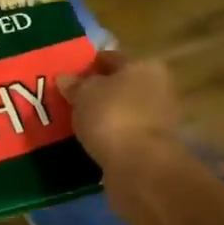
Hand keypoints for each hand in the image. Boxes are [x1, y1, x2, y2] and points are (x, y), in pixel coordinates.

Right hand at [57, 51, 181, 177]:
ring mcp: (158, 120)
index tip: (68, 75)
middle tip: (70, 100)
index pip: (111, 58)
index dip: (89, 64)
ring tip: (77, 122)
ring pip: (123, 111)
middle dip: (98, 92)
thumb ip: (74, 85)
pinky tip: (91, 140)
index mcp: (144, 67)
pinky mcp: (152, 147)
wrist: (139, 166)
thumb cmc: (111, 116)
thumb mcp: (83, 94)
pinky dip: (110, 136)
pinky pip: (124, 134)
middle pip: (120, 85)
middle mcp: (157, 89)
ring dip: (104, 115)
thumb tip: (65, 78)